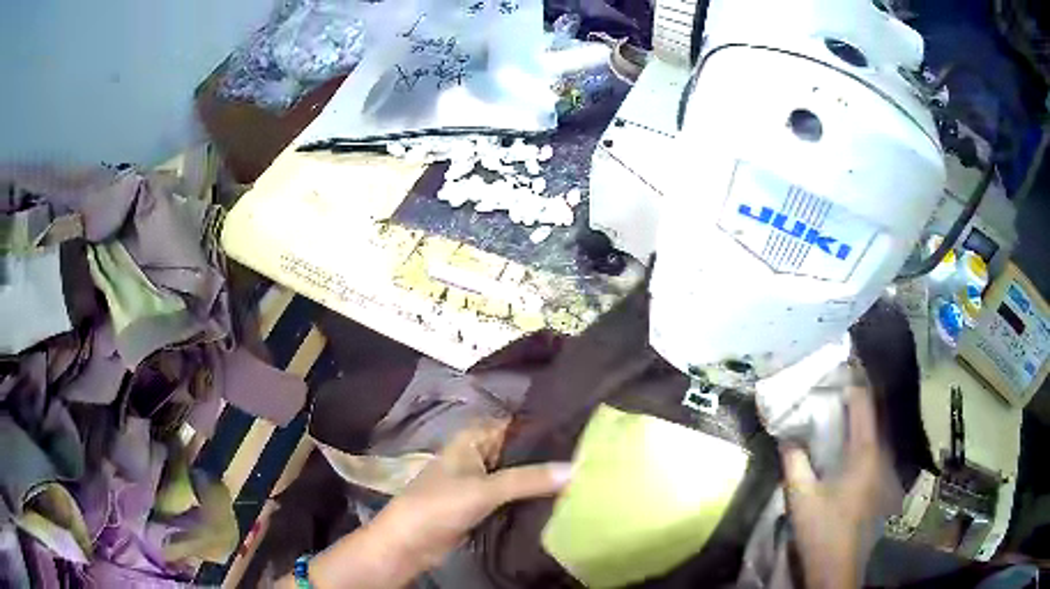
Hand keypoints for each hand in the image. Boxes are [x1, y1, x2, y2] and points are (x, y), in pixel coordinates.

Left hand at [285, 421, 571, 588]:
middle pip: (520, 450)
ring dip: (543, 477)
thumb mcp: (484, 489)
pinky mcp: (484, 504)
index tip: (584, 427)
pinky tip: (563, 498)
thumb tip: (578, 468)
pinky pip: (515, 494)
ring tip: (586, 473)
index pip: (516, 423)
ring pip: (519, 473)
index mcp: (474, 438)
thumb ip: (529, 479)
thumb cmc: (439, 505)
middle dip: (550, 453)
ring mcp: (482, 480)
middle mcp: (479, 454)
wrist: (410, 543)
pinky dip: (534, 496)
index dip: (546, 424)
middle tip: (593, 454)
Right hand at [780, 383, 887, 588]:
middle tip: (830, 385)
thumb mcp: (801, 496)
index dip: (850, 382)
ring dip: (856, 416)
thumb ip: (794, 461)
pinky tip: (843, 440)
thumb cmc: (822, 529)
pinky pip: (870, 446)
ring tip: (835, 406)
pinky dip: (858, 435)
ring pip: (872, 430)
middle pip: (871, 413)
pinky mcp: (877, 481)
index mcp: (865, 451)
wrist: (837, 567)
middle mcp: (880, 453)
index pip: (863, 403)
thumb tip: (786, 434)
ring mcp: (882, 468)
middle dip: (853, 396)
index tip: (833, 369)